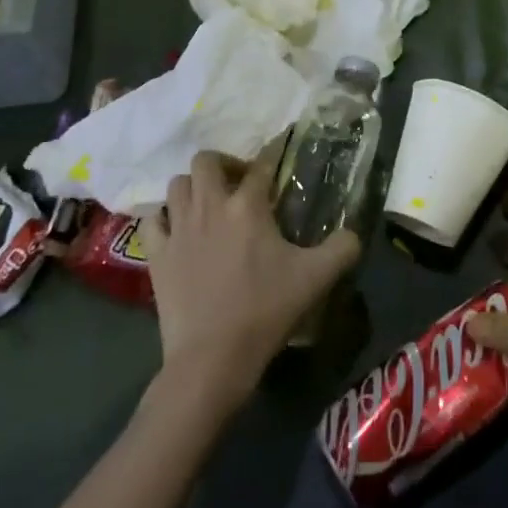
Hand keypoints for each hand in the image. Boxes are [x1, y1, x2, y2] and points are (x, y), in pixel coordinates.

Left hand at [140, 152, 359, 403]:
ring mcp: (179, 228)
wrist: (212, 358)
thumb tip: (354, 233)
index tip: (279, 148)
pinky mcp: (157, 254)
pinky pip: (153, 220)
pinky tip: (177, 229)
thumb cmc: (266, 311)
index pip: (261, 163)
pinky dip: (163, 217)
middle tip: (238, 184)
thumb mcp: (316, 278)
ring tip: (208, 205)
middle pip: (206, 160)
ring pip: (177, 184)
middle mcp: (210, 205)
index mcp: (248, 205)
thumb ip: (342, 248)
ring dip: (193, 187)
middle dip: (223, 164)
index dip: (272, 152)